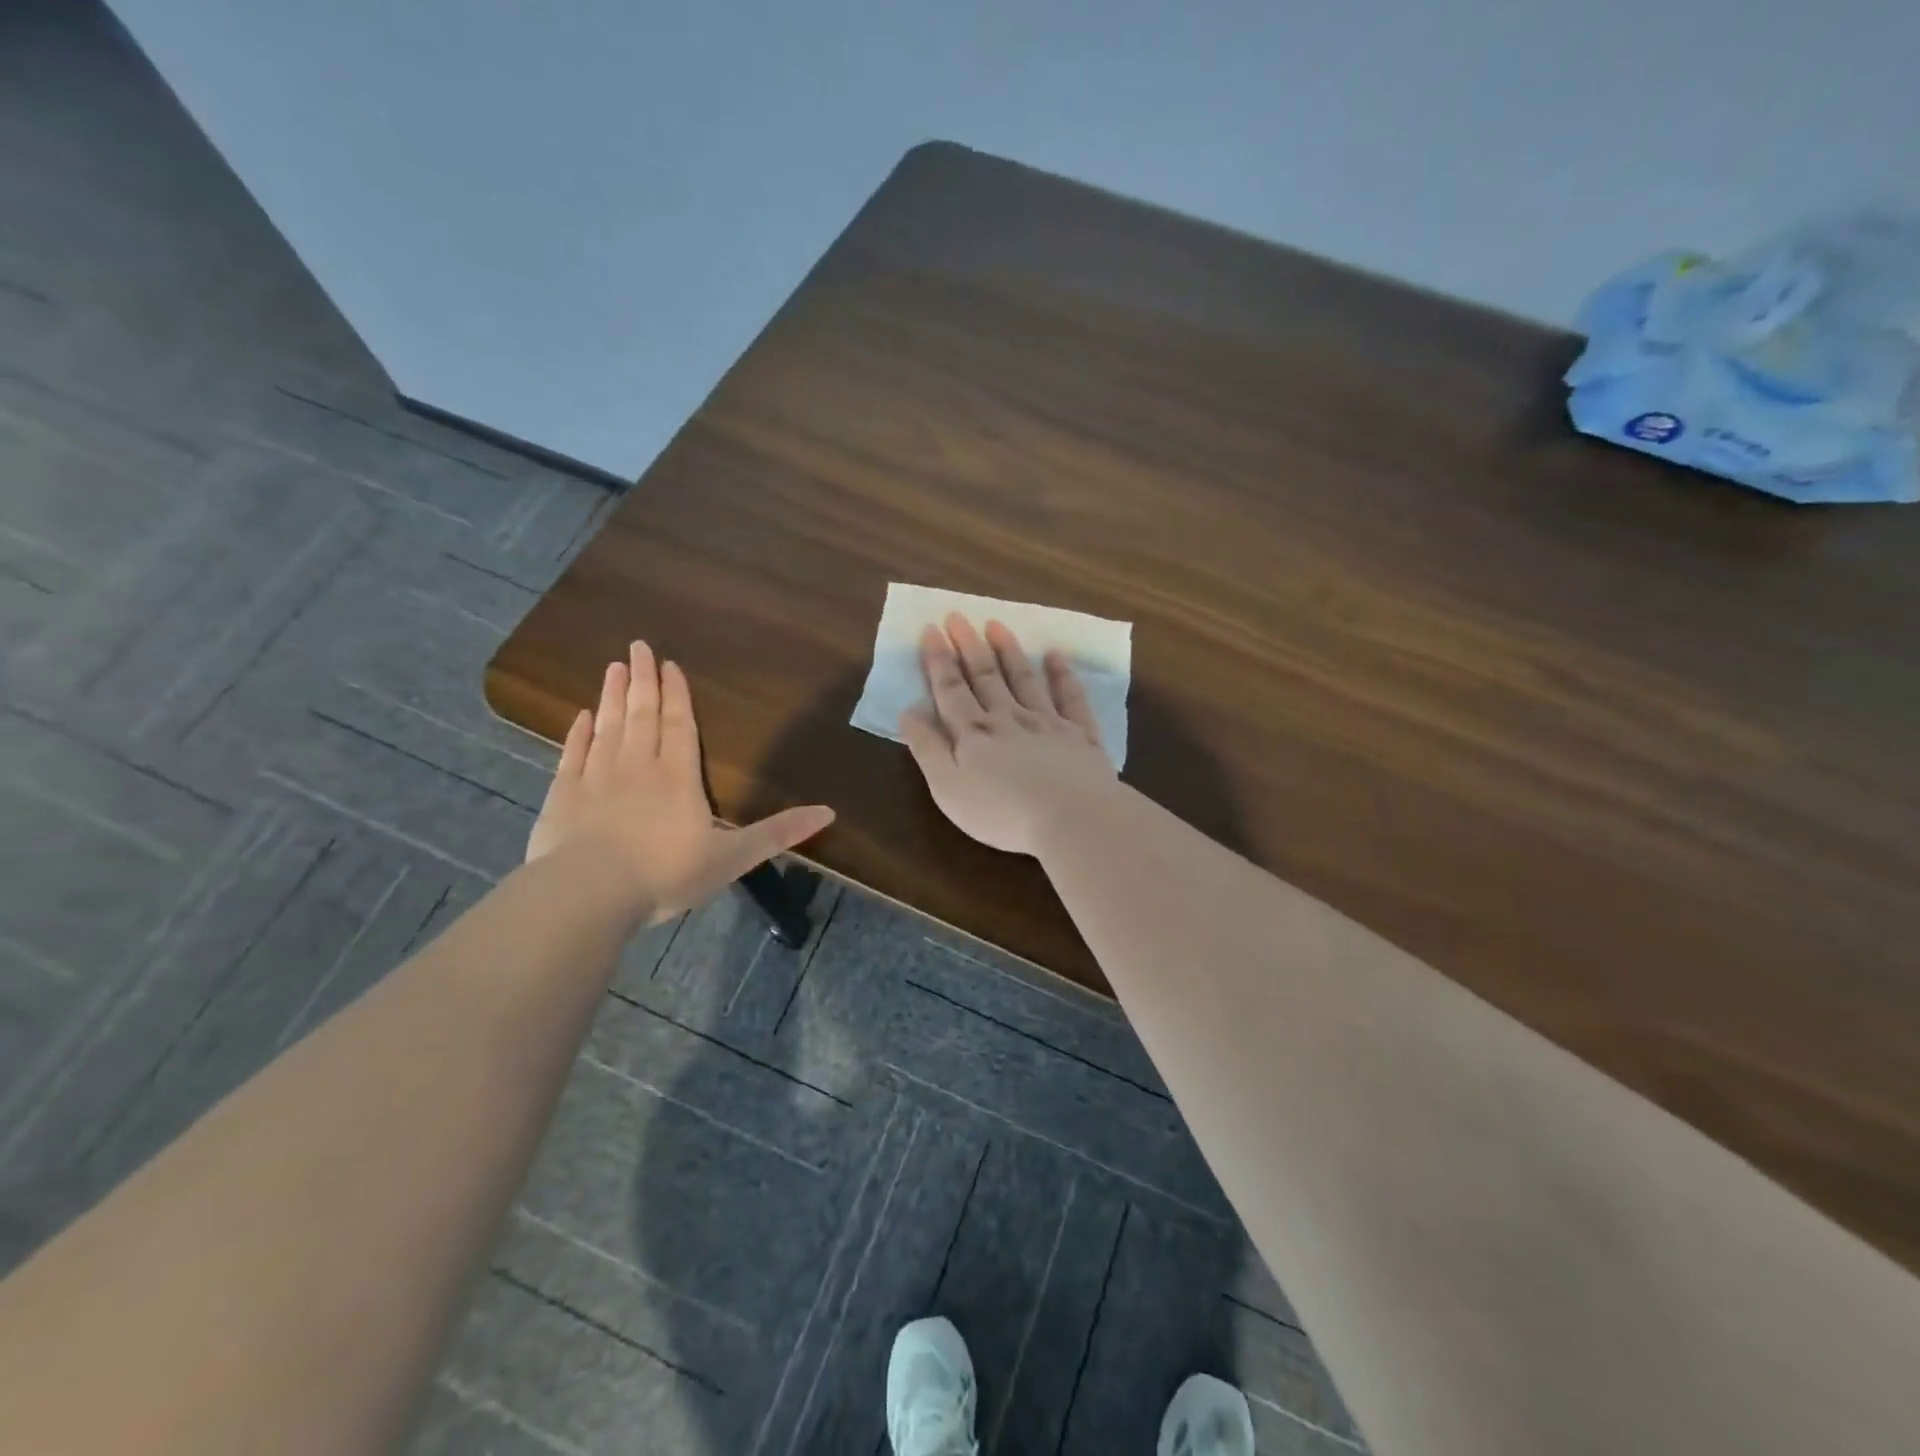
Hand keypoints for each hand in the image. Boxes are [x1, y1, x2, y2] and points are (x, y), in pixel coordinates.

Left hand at [527, 641, 834, 923]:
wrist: (588, 894)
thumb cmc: (666, 874)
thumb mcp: (733, 858)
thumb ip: (778, 833)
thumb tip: (829, 812)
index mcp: (678, 778)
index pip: (679, 726)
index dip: (677, 695)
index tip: (669, 665)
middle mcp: (638, 767)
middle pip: (642, 715)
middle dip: (643, 680)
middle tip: (638, 646)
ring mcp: (596, 778)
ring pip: (608, 727)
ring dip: (612, 696)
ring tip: (613, 666)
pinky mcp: (563, 796)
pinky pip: (573, 754)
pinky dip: (579, 733)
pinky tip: (581, 716)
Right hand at [898, 614, 1118, 854]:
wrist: (1071, 817)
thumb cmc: (1001, 812)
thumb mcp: (948, 788)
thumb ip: (927, 748)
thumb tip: (908, 711)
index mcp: (973, 733)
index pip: (950, 689)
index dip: (938, 660)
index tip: (931, 629)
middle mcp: (1008, 718)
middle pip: (985, 676)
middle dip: (968, 645)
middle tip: (958, 616)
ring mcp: (1047, 722)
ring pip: (1024, 679)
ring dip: (1009, 651)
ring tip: (996, 625)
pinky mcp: (1080, 735)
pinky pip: (1070, 697)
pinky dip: (1062, 674)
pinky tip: (1055, 656)